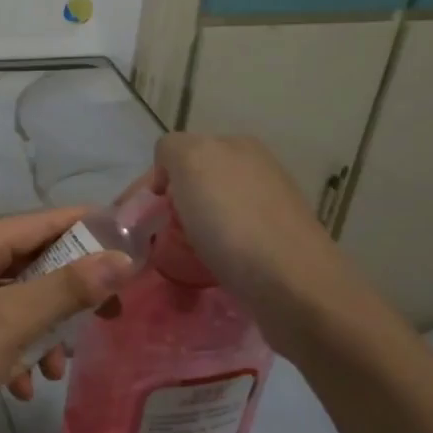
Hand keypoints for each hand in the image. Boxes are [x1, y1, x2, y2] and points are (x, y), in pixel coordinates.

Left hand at [0, 208, 133, 432]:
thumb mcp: (13, 321)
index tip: (133, 248)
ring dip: (44, 332)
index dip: (89, 230)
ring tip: (54, 368)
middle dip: (69, 296)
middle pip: (34, 263)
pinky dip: (16, 352)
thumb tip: (123, 259)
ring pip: (20, 301)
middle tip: (108, 318)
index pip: (44, 221)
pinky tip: (21, 386)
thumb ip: (69, 288)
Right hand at [138, 134, 379, 346]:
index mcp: (237, 145)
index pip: (177, 154)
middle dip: (171, 208)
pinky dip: (212, 254)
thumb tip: (170, 175)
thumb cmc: (233, 222)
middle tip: (154, 239)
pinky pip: (229, 242)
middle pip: (194, 184)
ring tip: (179, 259)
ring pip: (211, 214)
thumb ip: (172, 150)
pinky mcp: (276, 247)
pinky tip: (208, 270)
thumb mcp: (191, 161)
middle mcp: (257, 170)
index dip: (154, 183)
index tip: (139, 217)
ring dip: (190, 233)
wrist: (293, 287)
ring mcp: (270, 209)